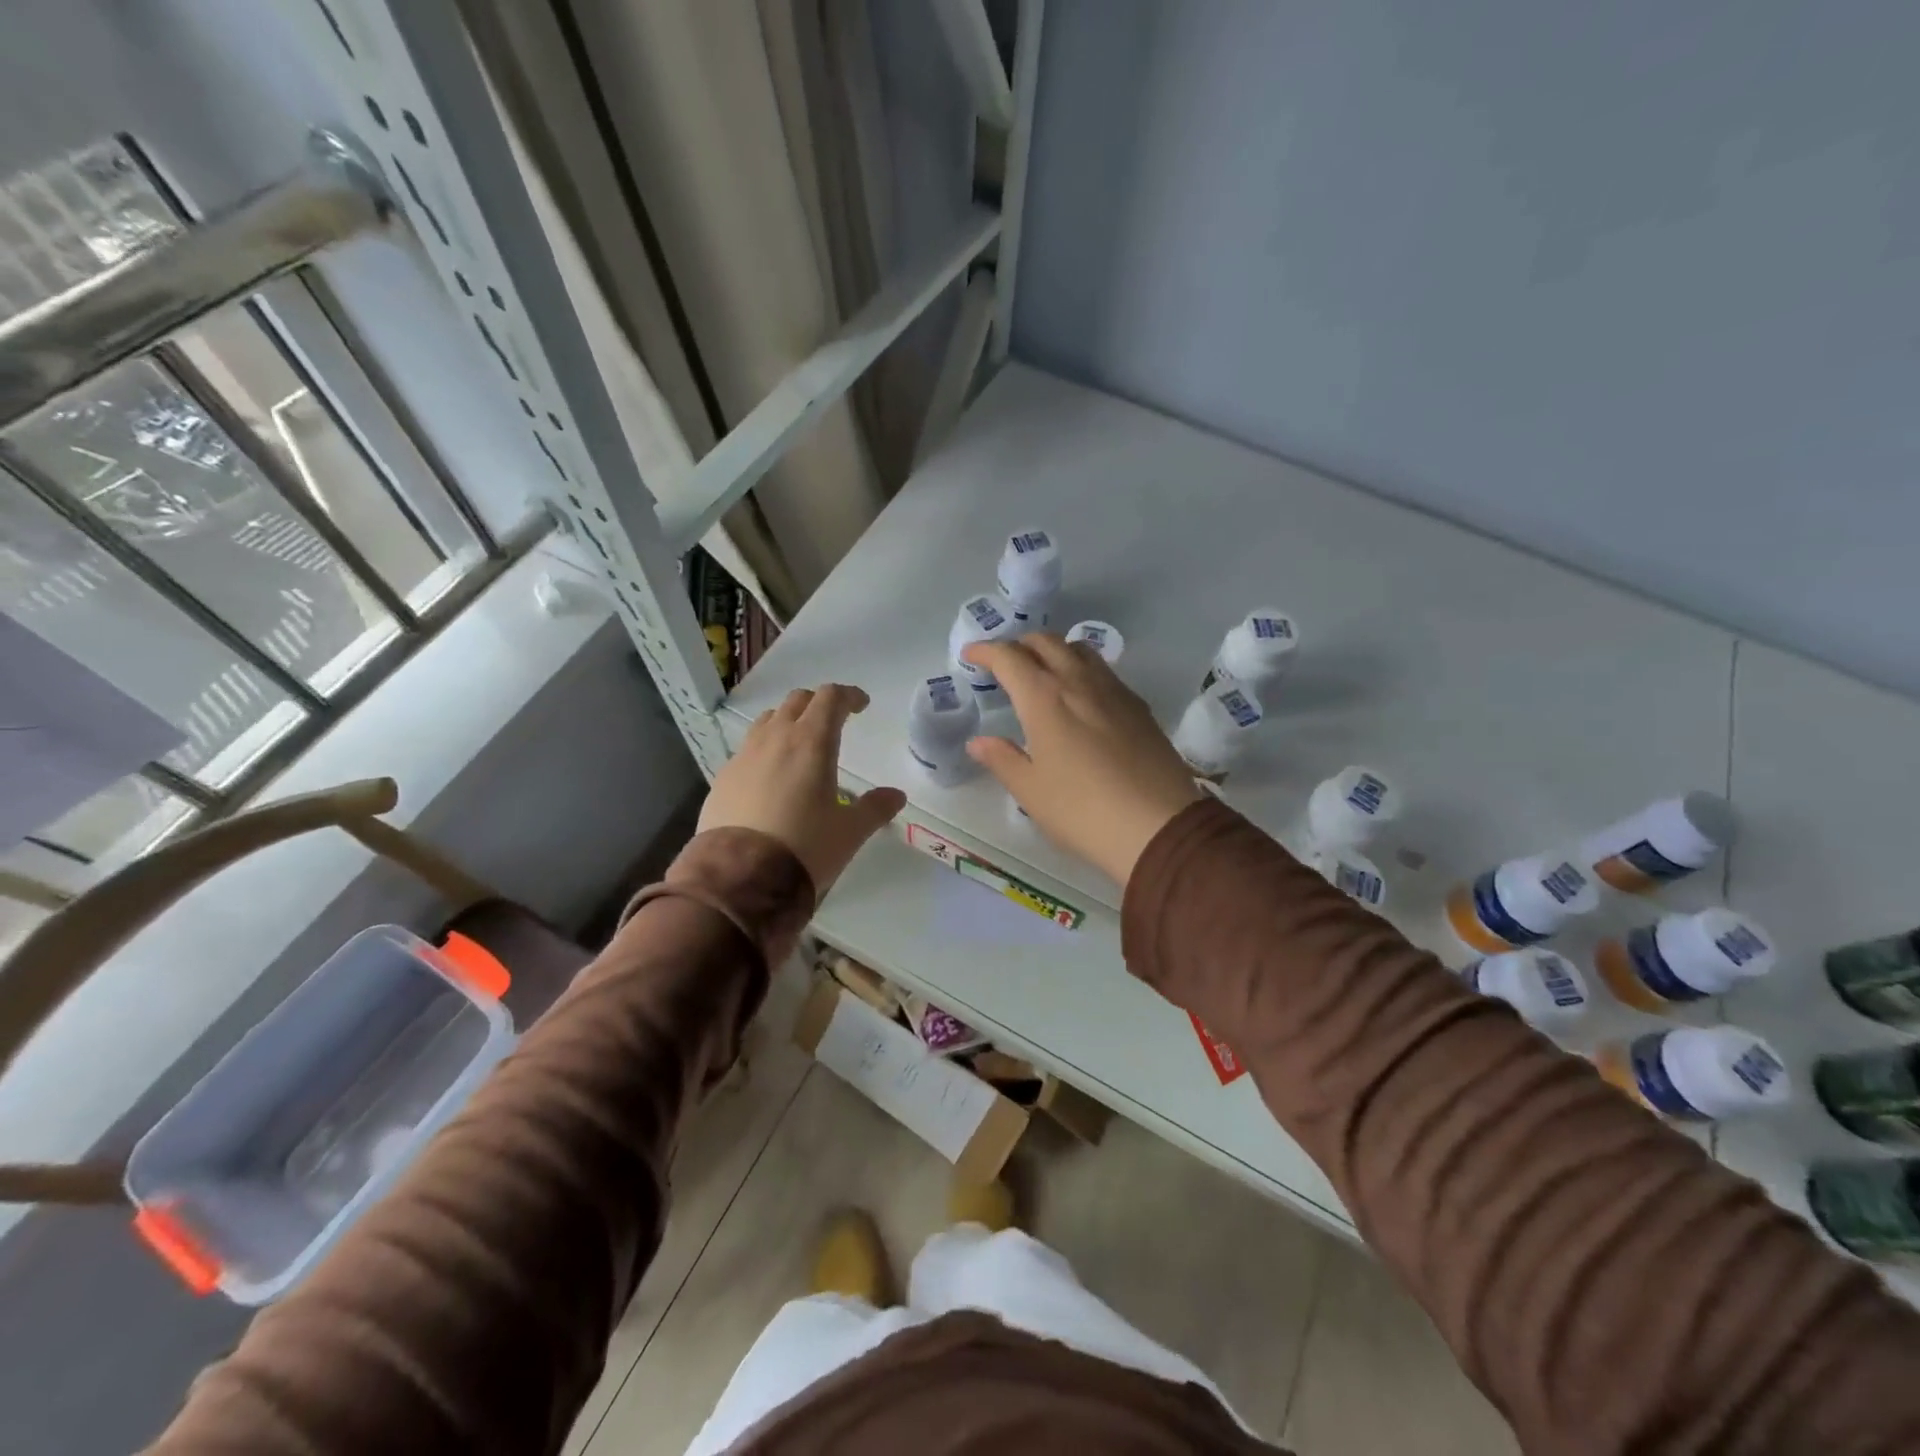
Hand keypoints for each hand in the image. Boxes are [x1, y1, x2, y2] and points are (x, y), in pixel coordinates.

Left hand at [700, 685, 905, 895]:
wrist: (740, 877)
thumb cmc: (805, 847)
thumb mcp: (849, 832)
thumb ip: (875, 808)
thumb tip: (896, 795)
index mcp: (812, 742)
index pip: (831, 698)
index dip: (849, 695)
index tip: (861, 706)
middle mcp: (776, 738)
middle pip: (798, 701)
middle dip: (818, 704)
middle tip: (833, 721)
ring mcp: (744, 755)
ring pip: (768, 720)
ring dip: (788, 721)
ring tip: (799, 744)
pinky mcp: (723, 777)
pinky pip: (747, 749)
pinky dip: (764, 749)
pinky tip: (770, 776)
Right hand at [962, 636, 1203, 885]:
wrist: (1158, 826)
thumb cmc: (1081, 810)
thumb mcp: (1031, 791)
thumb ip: (1001, 759)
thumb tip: (979, 742)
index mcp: (1043, 697)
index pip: (1009, 657)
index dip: (985, 651)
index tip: (970, 656)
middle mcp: (1078, 681)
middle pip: (1046, 642)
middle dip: (1020, 645)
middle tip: (1005, 664)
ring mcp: (1114, 690)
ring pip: (1080, 650)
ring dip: (1055, 651)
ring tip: (1043, 674)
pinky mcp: (1139, 707)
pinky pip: (1104, 672)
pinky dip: (1082, 670)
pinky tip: (1082, 699)